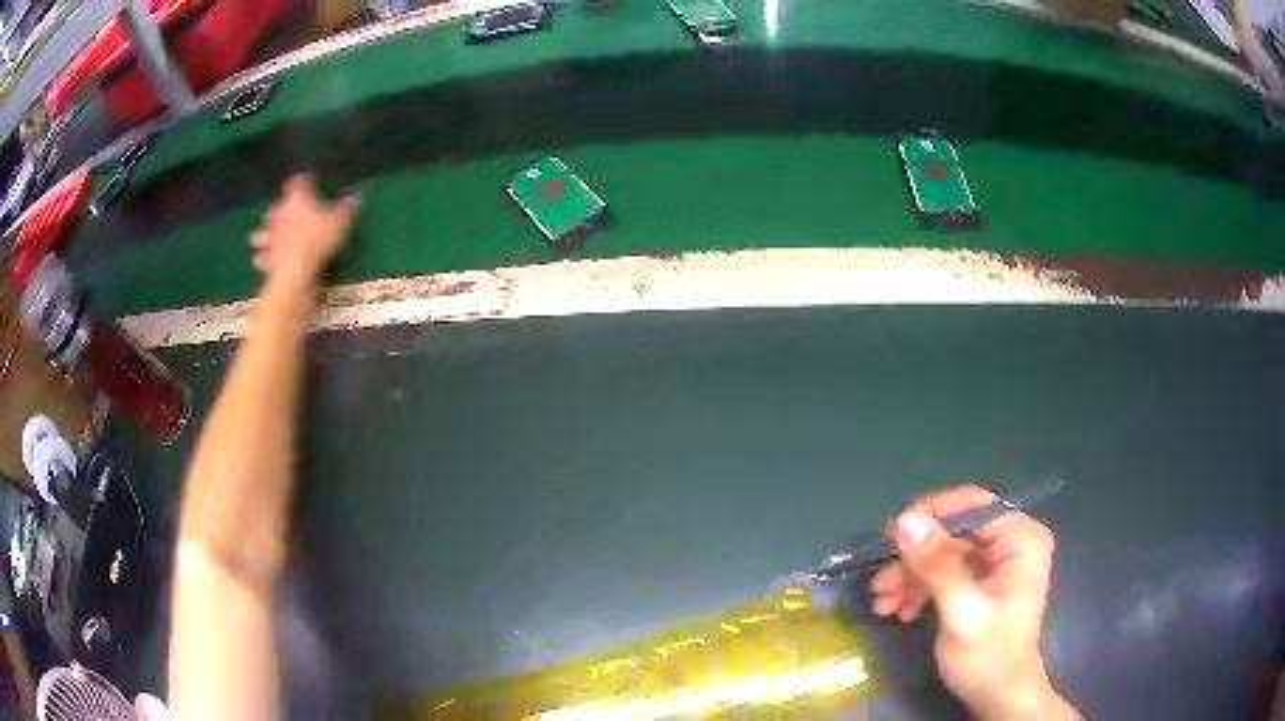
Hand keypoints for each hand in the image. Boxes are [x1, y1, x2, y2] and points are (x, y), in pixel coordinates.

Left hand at [250, 174, 358, 286]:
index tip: (309, 180)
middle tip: (286, 210)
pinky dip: (262, 258)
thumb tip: (355, 197)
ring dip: (263, 233)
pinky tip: (264, 260)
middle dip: (279, 208)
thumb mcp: (339, 224)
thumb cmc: (318, 241)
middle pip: (275, 206)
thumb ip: (346, 210)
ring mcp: (270, 239)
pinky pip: (260, 258)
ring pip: (261, 233)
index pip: (298, 182)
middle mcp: (279, 215)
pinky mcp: (266, 260)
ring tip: (266, 237)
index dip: (303, 180)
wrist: (295, 273)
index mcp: (298, 201)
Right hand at [869, 485, 1076, 719]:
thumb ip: (938, 567)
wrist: (998, 698)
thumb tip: (906, 520)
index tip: (890, 536)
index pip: (973, 505)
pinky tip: (899, 611)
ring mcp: (995, 562)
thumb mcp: (962, 614)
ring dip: (910, 577)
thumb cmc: (989, 658)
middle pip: (954, 531)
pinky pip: (943, 572)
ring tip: (883, 603)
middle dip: (915, 558)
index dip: (931, 514)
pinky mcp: (980, 581)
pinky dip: (919, 589)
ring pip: (943, 553)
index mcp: (1021, 539)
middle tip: (880, 581)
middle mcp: (1010, 541)